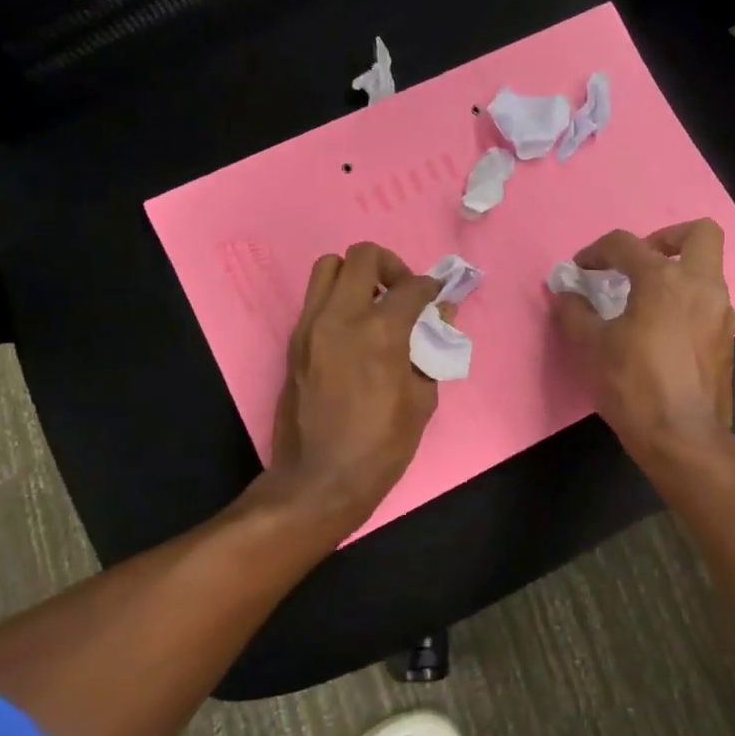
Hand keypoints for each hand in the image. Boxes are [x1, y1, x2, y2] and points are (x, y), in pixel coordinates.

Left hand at [259, 243, 443, 538]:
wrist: (319, 479)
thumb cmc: (381, 446)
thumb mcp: (422, 401)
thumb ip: (431, 351)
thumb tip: (440, 320)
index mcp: (380, 332)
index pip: (411, 286)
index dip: (431, 287)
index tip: (437, 297)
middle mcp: (340, 317)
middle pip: (362, 256)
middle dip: (390, 265)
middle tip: (401, 292)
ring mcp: (310, 327)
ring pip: (328, 268)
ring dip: (356, 276)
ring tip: (373, 306)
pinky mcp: (294, 342)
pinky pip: (316, 300)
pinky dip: (338, 301)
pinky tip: (355, 333)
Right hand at [550, 220, 734, 467]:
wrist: (683, 438)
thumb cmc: (634, 386)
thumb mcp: (592, 348)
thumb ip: (575, 313)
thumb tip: (566, 294)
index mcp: (664, 280)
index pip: (626, 244)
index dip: (597, 251)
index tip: (580, 269)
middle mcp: (701, 286)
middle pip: (700, 234)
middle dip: (668, 237)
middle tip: (641, 260)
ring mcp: (721, 313)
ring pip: (709, 270)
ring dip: (679, 272)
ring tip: (646, 299)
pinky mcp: (727, 340)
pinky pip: (709, 303)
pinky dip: (687, 302)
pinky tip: (663, 330)